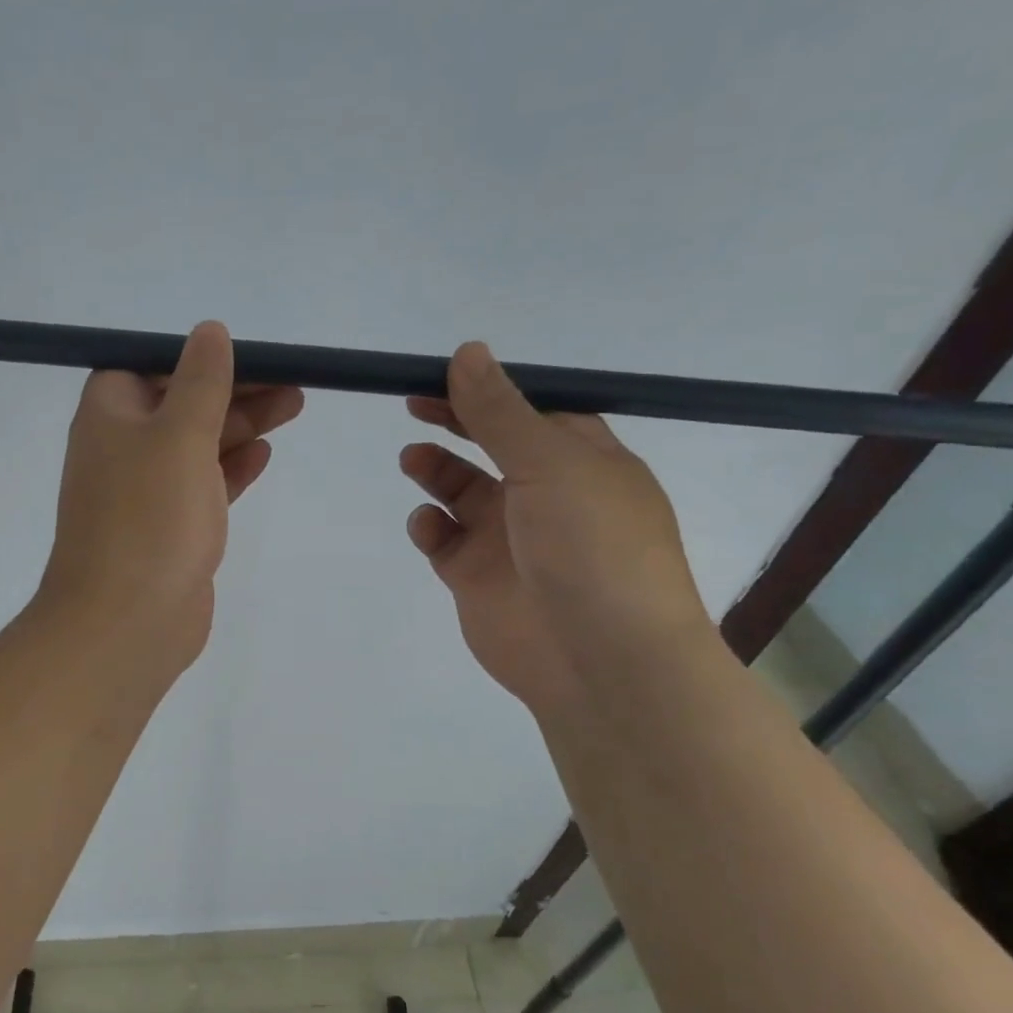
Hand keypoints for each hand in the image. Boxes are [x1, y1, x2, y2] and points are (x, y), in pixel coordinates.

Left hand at [36, 322, 303, 672]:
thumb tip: (210, 331)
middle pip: (182, 403)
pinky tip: (264, 454)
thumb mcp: (179, 434)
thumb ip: (200, 381)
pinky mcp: (168, 528)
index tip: (251, 356)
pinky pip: (203, 485)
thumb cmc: (149, 517)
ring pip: (198, 444)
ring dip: (242, 425)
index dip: (199, 358)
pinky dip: (231, 468)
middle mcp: (122, 447)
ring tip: (295, 406)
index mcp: (110, 414)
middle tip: (294, 383)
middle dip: (236, 390)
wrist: (126, 622)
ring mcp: (144, 491)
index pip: (152, 365)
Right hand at [400, 342, 710, 712]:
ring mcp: (509, 538)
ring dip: (436, 470)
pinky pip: (443, 540)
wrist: (600, 661)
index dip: (489, 390)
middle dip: (454, 423)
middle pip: (492, 446)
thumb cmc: (591, 548)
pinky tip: (427, 525)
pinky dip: (429, 526)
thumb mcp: (550, 464)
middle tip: (413, 403)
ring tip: (412, 460)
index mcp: (582, 461)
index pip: (532, 410)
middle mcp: (546, 494)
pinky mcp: (476, 577)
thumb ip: (500, 412)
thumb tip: (467, 350)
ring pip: (461, 491)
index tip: (442, 373)